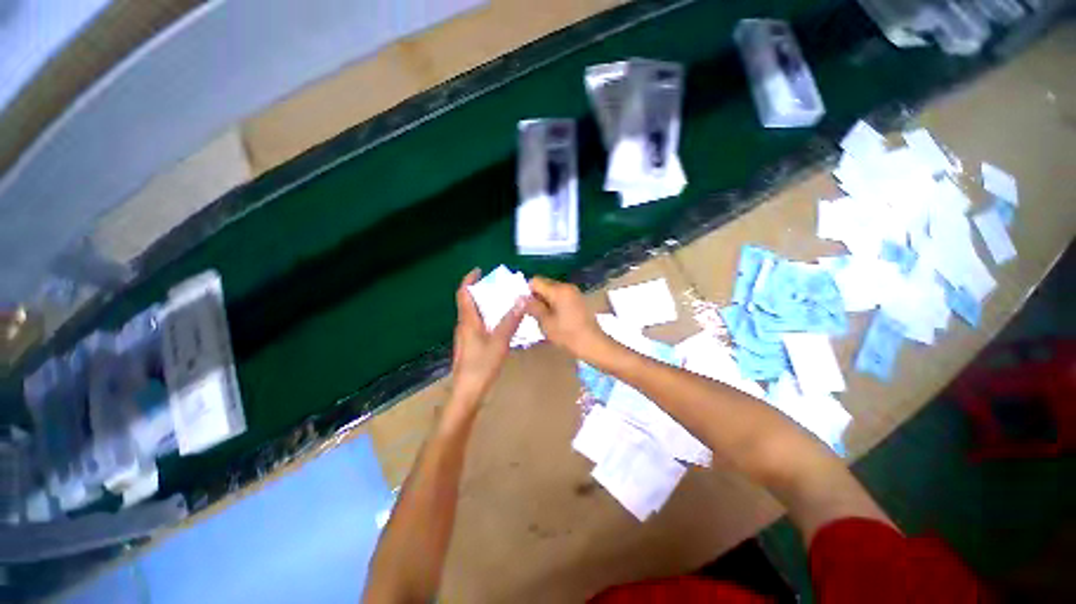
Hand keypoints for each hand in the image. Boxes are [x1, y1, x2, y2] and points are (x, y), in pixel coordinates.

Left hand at [448, 269, 525, 412]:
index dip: (469, 280)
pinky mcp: (470, 345)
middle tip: (499, 286)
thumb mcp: (499, 342)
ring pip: (474, 314)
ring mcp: (466, 336)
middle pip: (469, 302)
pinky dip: (488, 317)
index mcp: (468, 321)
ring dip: (486, 304)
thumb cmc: (481, 365)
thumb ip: (510, 320)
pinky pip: (478, 324)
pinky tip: (501, 324)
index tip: (479, 270)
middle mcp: (464, 325)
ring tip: (503, 301)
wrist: (467, 392)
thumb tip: (521, 299)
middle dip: (482, 291)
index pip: (464, 294)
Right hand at [526, 277, 609, 359]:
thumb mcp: (545, 322)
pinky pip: (561, 297)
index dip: (527, 292)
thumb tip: (519, 298)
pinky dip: (555, 304)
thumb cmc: (567, 334)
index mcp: (558, 290)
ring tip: (544, 319)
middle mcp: (567, 286)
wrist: (593, 344)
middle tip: (533, 315)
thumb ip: (532, 307)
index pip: (535, 281)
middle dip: (536, 297)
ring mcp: (574, 293)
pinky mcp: (579, 300)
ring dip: (545, 302)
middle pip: (545, 285)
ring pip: (552, 292)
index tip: (526, 307)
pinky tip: (555, 319)